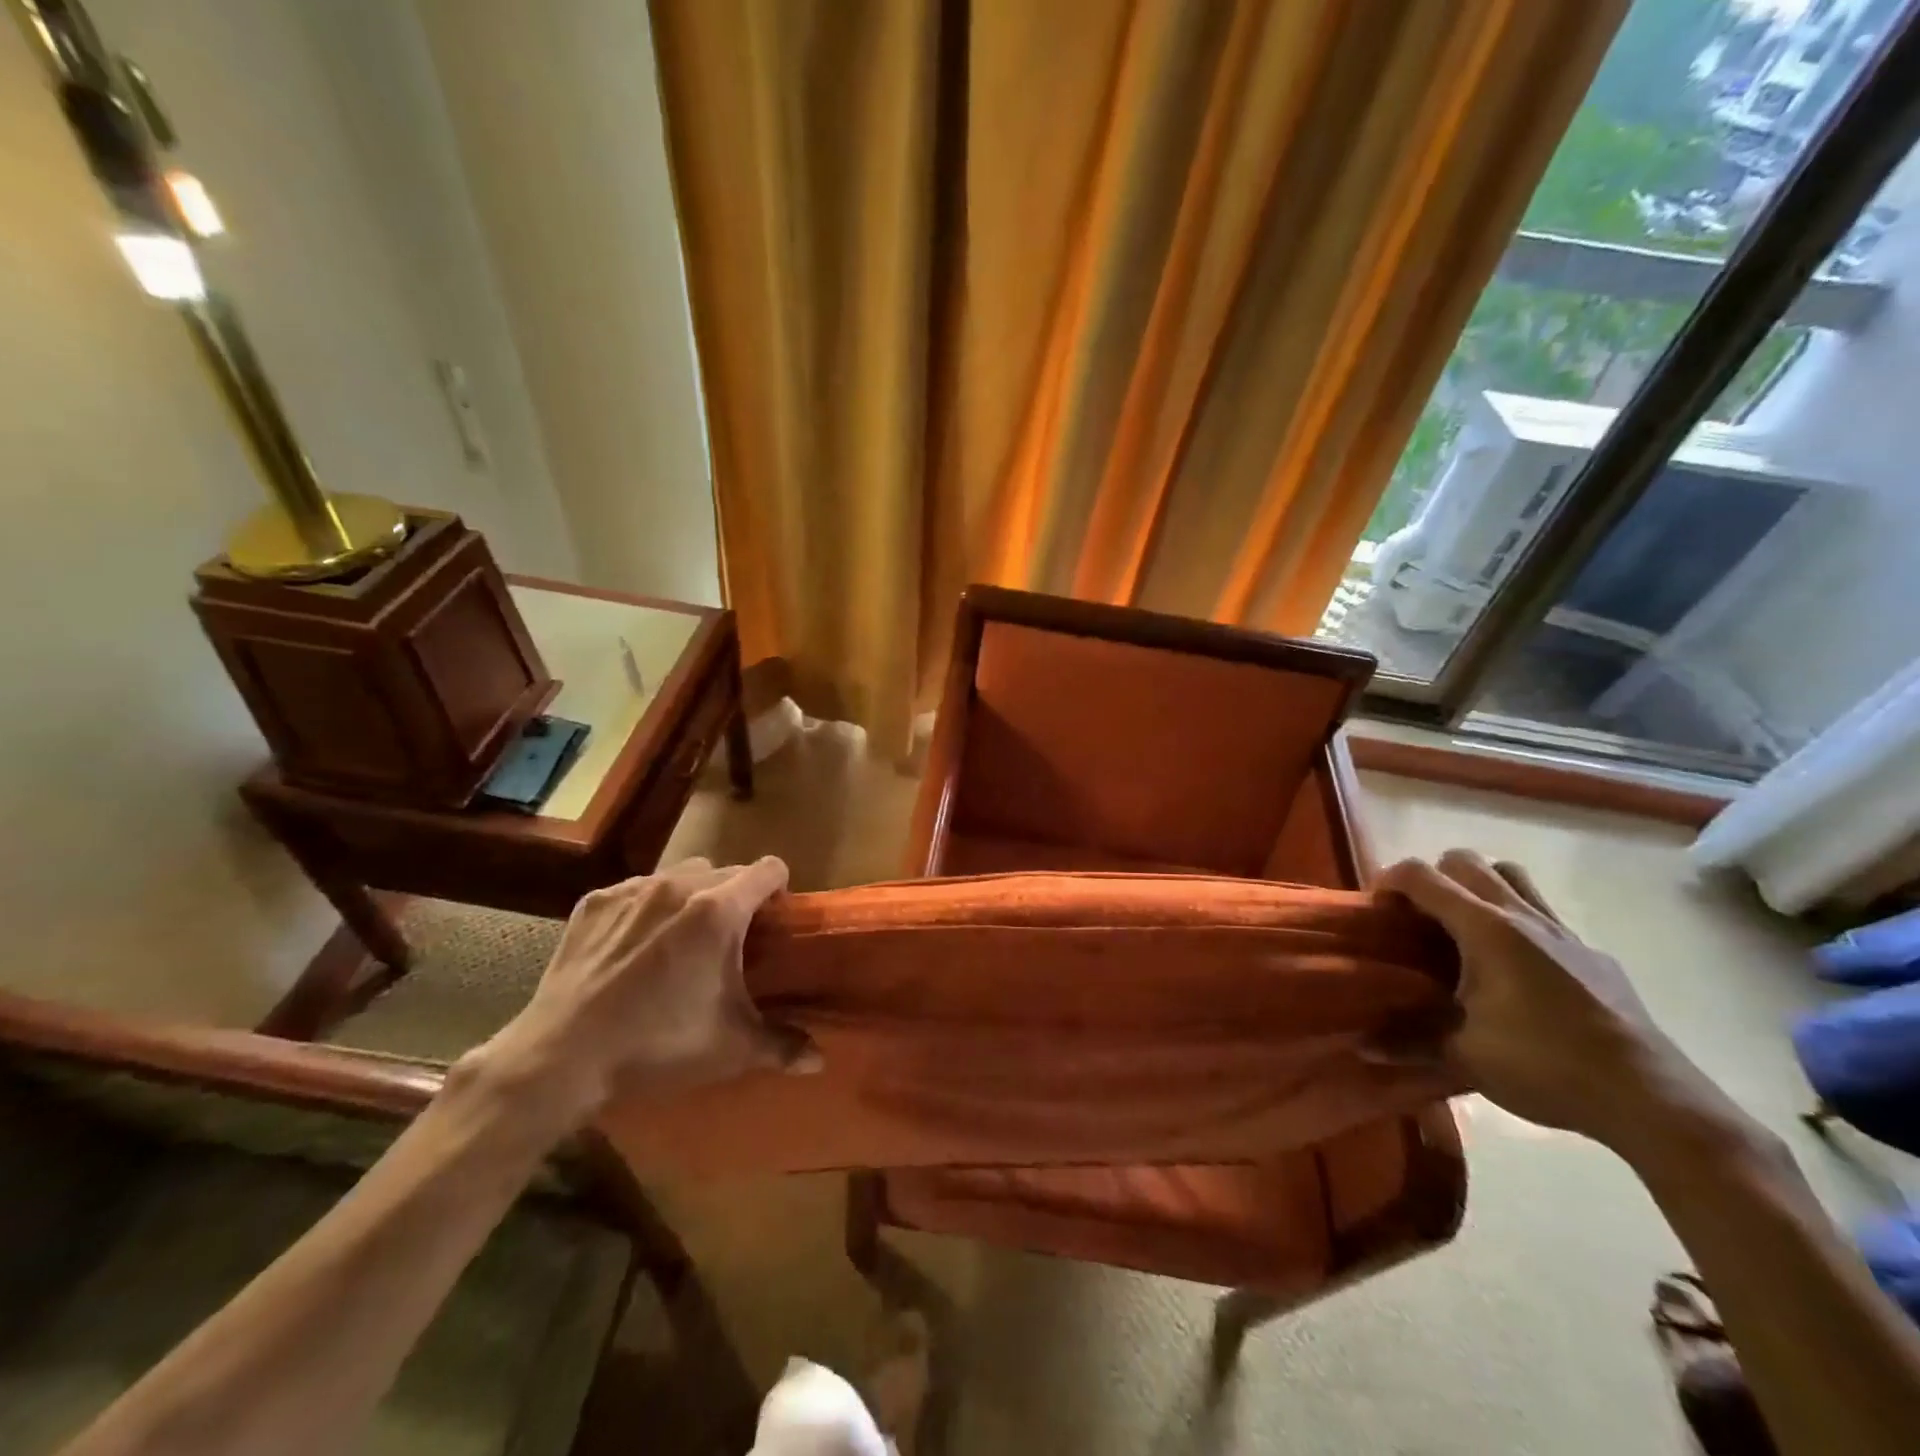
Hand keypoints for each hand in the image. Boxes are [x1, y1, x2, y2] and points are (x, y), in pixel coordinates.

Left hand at [468, 857, 817, 1130]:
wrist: (561, 1058)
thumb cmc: (658, 1046)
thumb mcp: (731, 1048)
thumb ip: (783, 1045)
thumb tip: (820, 1059)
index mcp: (719, 910)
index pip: (768, 869)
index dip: (779, 888)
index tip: (775, 917)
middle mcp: (678, 886)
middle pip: (726, 871)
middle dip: (736, 897)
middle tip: (730, 939)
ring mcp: (632, 890)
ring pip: (680, 875)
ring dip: (692, 896)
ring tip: (682, 937)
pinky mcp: (594, 903)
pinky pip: (635, 890)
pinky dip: (646, 907)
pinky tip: (634, 946)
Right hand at [1379, 850, 1712, 1150]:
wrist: (1651, 1099)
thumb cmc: (1545, 1065)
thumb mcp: (1464, 1056)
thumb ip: (1407, 1041)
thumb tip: (1361, 1045)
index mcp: (1485, 928)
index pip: (1422, 874)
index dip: (1388, 881)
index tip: (1375, 910)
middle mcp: (1522, 916)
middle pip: (1466, 861)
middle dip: (1432, 878)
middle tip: (1418, 918)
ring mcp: (1563, 933)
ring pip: (1511, 876)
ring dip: (1478, 888)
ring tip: (1463, 930)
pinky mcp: (1593, 956)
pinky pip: (1543, 915)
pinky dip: (1516, 922)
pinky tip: (1514, 971)